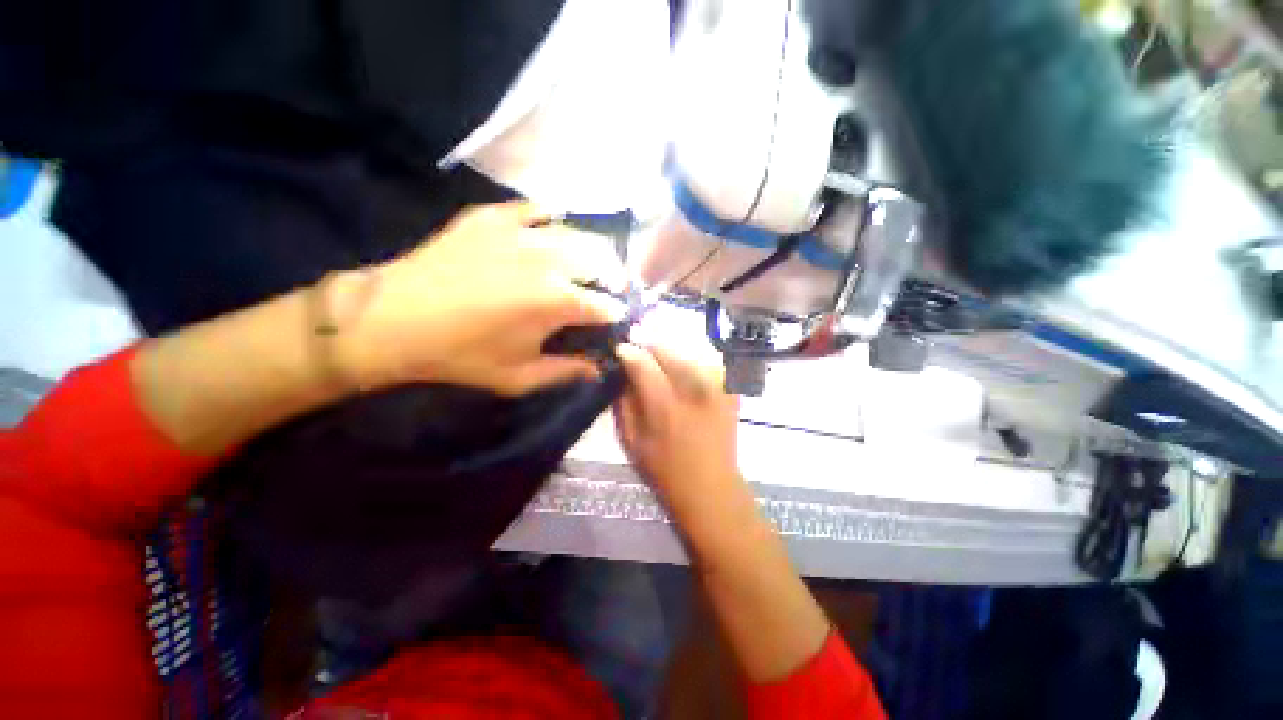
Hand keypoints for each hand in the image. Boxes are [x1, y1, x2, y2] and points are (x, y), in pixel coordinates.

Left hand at [339, 202, 626, 394]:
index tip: (617, 320)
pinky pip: (534, 208)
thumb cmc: (460, 355)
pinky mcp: (493, 217)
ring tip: (592, 262)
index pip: (607, 306)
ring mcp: (520, 233)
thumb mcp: (518, 377)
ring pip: (576, 233)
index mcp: (558, 302)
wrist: (392, 320)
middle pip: (602, 261)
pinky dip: (550, 218)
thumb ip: (565, 372)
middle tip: (611, 288)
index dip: (618, 314)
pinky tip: (552, 227)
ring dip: (593, 250)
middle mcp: (549, 261)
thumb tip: (599, 369)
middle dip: (614, 277)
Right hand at [614, 338, 742, 519]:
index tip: (620, 350)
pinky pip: (707, 363)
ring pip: (687, 352)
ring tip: (661, 367)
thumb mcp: (631, 442)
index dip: (628, 351)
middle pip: (667, 350)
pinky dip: (692, 364)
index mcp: (665, 407)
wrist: (711, 488)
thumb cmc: (664, 471)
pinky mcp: (731, 390)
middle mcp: (695, 390)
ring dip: (670, 355)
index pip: (642, 362)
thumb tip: (622, 374)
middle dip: (648, 348)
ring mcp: (718, 387)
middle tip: (639, 356)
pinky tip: (685, 377)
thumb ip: (623, 403)